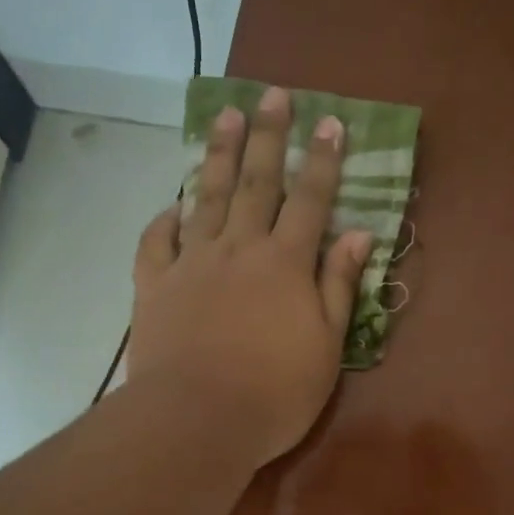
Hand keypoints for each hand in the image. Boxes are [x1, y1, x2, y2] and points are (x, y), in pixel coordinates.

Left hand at [128, 88, 371, 469]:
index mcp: (285, 264)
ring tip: (225, 115)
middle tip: (272, 94)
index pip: (310, 200)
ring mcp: (192, 264)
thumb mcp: (326, 347)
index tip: (330, 122)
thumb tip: (358, 234)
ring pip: (206, 197)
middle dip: (268, 136)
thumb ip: (338, 286)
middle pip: (255, 182)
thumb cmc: (274, 393)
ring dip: (217, 154)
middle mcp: (239, 249)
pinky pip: (156, 242)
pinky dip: (164, 220)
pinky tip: (172, 205)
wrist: (196, 420)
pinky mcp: (155, 286)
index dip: (323, 160)